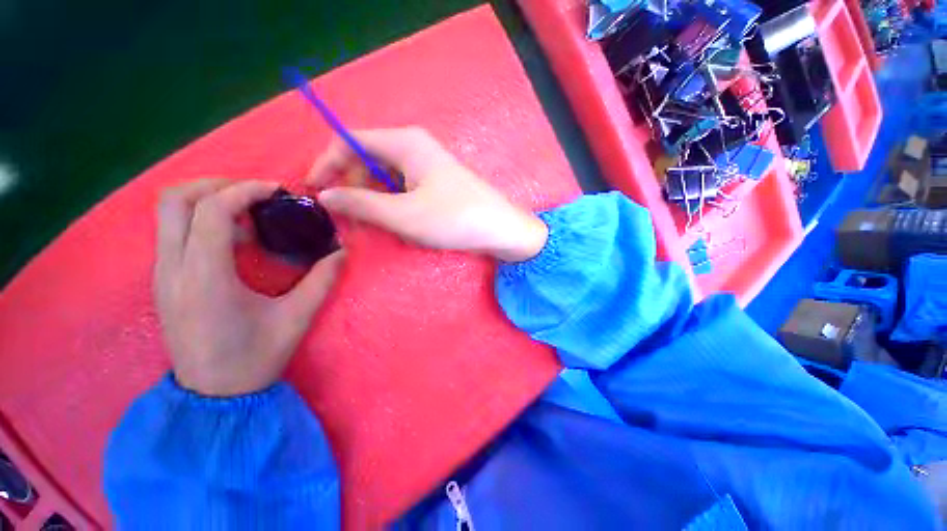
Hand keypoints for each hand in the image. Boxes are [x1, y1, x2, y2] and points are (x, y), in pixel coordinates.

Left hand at [154, 179, 345, 396]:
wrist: (213, 396)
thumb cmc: (255, 357)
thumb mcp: (297, 318)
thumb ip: (322, 280)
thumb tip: (341, 252)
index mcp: (205, 277)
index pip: (212, 210)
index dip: (245, 190)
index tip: (276, 190)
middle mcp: (173, 269)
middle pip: (175, 200)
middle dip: (216, 184)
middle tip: (255, 194)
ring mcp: (162, 275)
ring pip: (168, 213)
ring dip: (207, 200)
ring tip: (247, 213)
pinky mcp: (164, 281)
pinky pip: (173, 232)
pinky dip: (201, 220)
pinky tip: (234, 239)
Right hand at [307, 127, 547, 261]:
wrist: (500, 229)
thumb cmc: (454, 219)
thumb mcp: (403, 215)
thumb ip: (361, 204)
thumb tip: (325, 195)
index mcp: (404, 142)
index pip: (350, 140)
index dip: (326, 163)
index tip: (314, 191)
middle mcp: (414, 146)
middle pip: (367, 159)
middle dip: (353, 186)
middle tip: (349, 218)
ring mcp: (427, 165)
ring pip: (386, 177)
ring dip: (374, 200)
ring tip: (376, 225)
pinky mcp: (436, 182)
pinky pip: (403, 188)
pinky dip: (393, 204)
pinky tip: (399, 222)